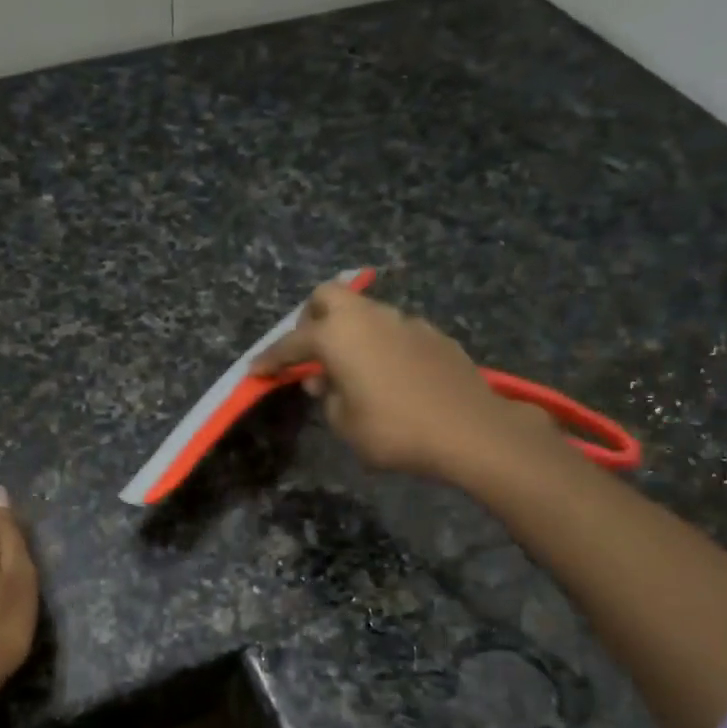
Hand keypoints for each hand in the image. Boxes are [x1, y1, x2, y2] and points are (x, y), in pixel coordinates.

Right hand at [253, 283, 562, 486]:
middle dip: (311, 319)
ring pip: (365, 312)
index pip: (292, 343)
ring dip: (350, 332)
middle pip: (328, 297)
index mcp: (338, 336)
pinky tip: (390, 376)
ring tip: (352, 371)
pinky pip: (394, 330)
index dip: (271, 358)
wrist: (469, 430)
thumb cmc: (394, 431)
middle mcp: (369, 318)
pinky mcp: (433, 334)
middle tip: (310, 353)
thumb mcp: (345, 424)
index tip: (257, 369)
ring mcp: (405, 321)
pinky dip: (381, 345)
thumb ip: (328, 396)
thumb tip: (326, 378)